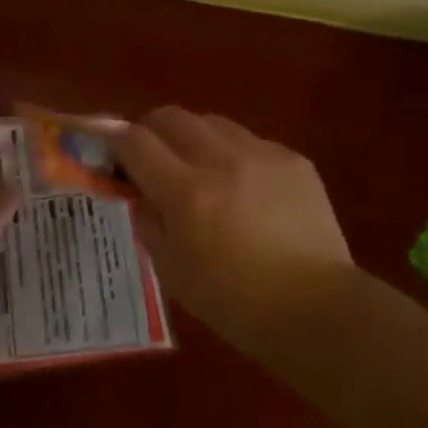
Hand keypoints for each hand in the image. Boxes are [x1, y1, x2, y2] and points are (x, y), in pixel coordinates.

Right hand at [110, 108, 352, 341]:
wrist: (318, 310)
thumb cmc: (236, 304)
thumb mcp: (174, 272)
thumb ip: (149, 222)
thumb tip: (137, 192)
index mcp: (188, 194)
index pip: (136, 142)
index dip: (114, 140)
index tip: (108, 148)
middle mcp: (222, 161)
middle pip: (172, 117)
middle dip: (152, 130)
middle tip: (151, 156)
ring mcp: (262, 155)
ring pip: (211, 121)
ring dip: (194, 137)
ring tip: (200, 167)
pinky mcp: (293, 159)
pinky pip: (250, 140)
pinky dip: (234, 154)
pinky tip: (245, 186)